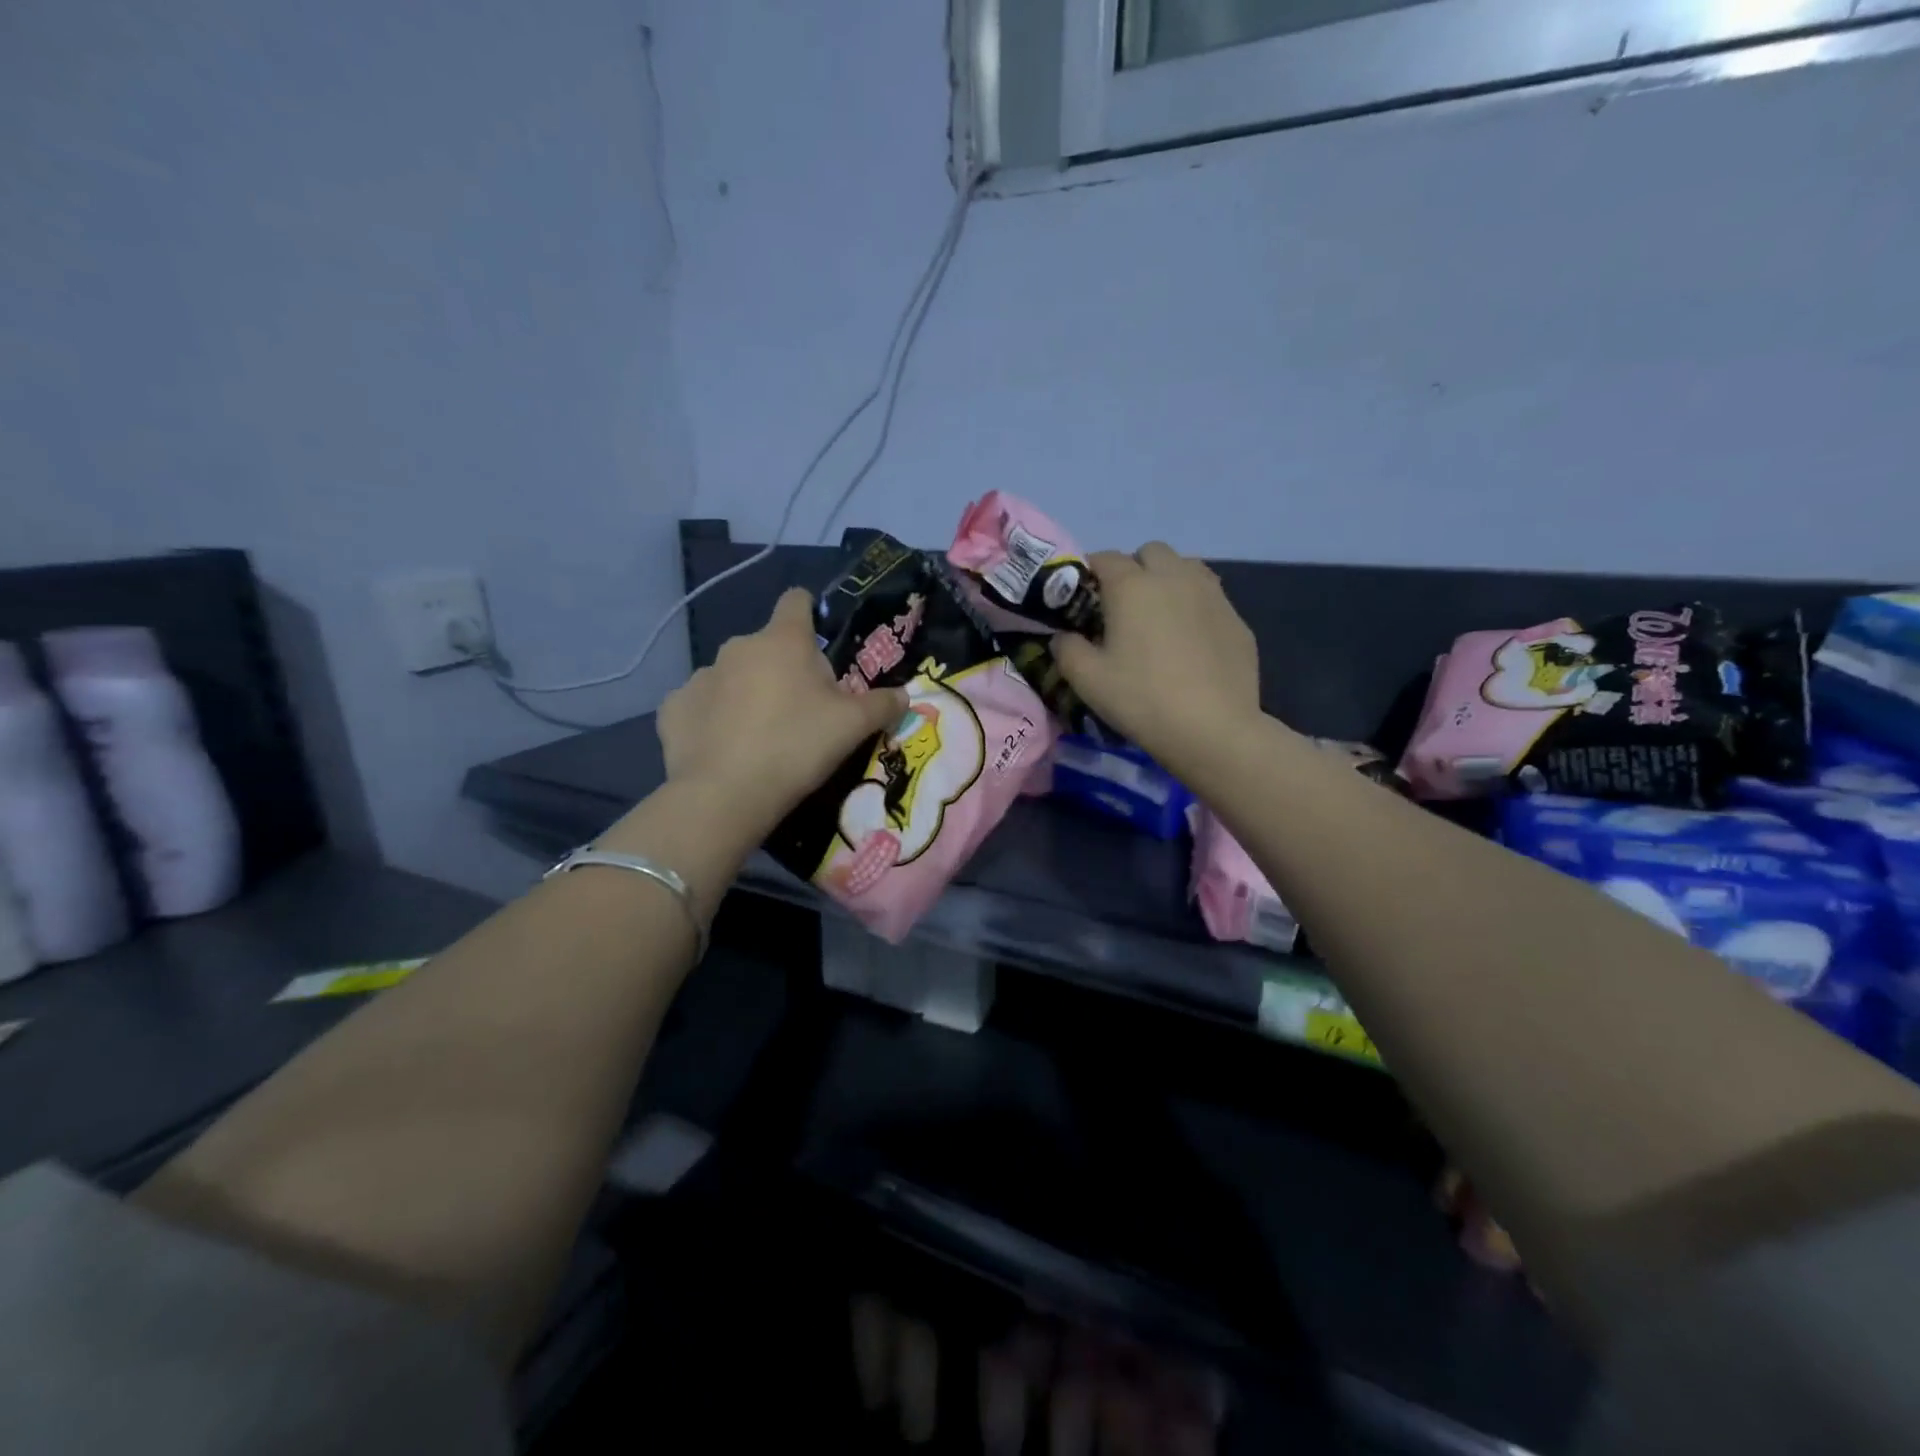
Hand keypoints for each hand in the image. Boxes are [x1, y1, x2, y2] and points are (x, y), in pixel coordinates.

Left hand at [657, 588, 908, 831]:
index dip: (810, 613)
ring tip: (760, 735)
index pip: (796, 602)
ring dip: (747, 693)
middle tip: (801, 709)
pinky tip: (724, 748)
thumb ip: (883, 704)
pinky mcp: (674, 708)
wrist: (726, 795)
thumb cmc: (798, 746)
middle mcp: (738, 647)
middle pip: (768, 647)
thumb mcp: (854, 727)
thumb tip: (904, 695)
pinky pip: (701, 705)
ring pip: (733, 676)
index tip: (819, 639)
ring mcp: (701, 676)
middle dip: (783, 668)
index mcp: (783, 641)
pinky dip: (714, 719)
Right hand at [1052, 544, 1259, 775]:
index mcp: (1132, 586)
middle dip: (1134, 569)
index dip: (1089, 574)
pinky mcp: (1236, 619)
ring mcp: (1211, 595)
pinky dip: (1195, 607)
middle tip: (1123, 608)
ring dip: (1168, 580)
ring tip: (1160, 617)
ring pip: (1186, 567)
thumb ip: (1066, 649)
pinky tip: (1190, 643)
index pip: (1104, 558)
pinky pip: (1210, 597)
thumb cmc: (1141, 699)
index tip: (1082, 599)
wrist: (1213, 729)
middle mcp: (1174, 577)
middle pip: (1151, 552)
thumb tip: (1064, 636)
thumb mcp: (1086, 680)